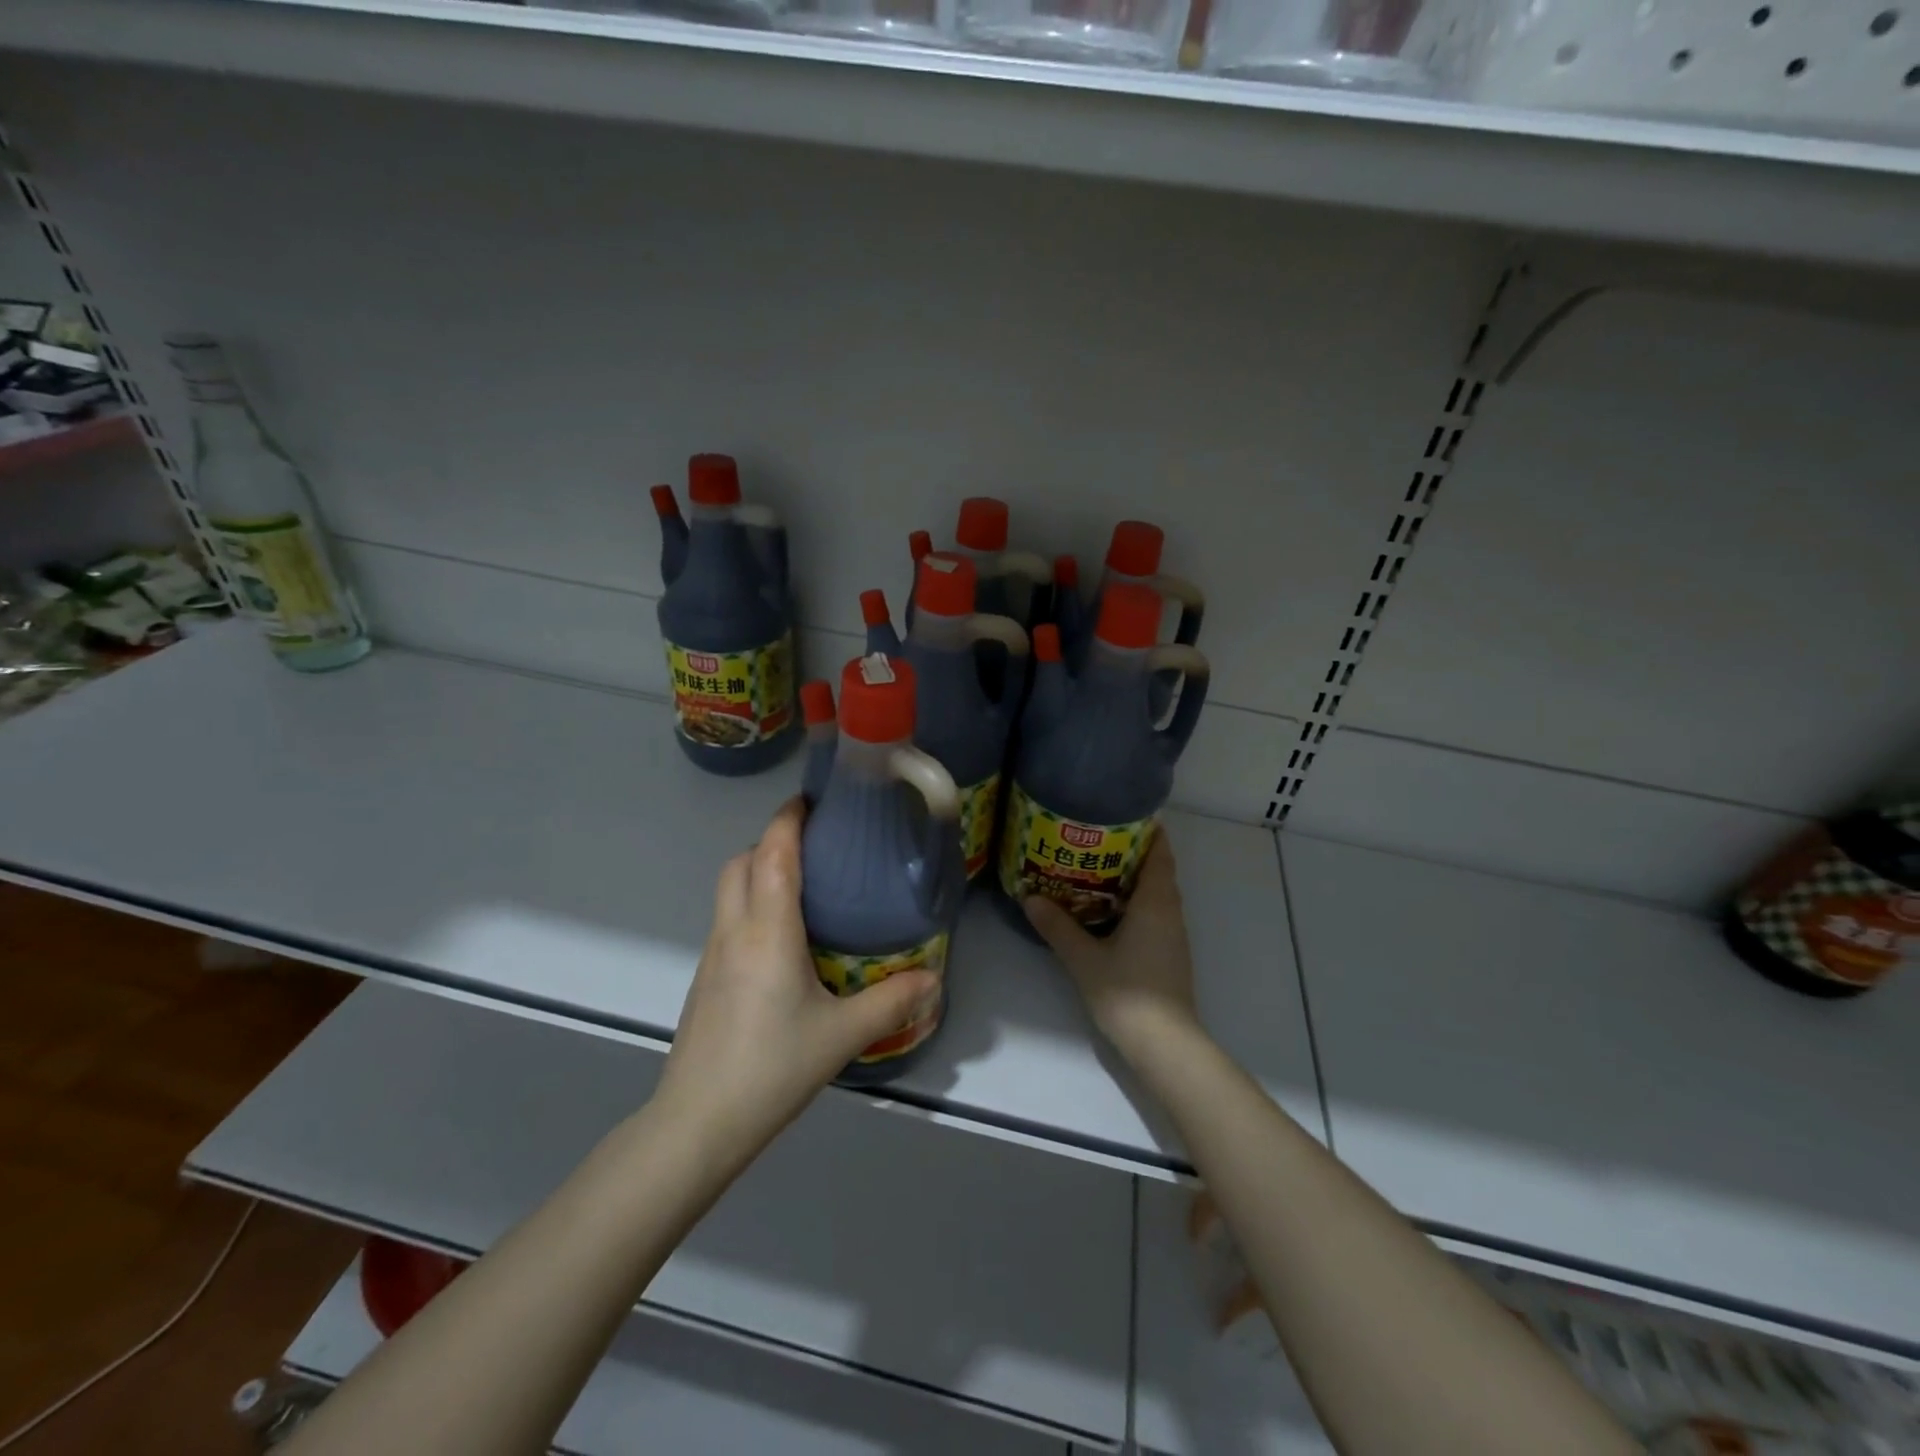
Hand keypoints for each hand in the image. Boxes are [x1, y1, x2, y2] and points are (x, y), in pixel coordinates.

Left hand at [656, 798, 937, 1160]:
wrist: (697, 1124)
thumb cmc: (771, 1069)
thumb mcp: (842, 1036)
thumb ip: (891, 1002)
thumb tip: (934, 979)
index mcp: (767, 932)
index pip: (772, 853)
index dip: (788, 819)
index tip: (812, 800)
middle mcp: (734, 931)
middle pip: (741, 862)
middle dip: (772, 841)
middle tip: (816, 848)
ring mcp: (712, 955)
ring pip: (729, 890)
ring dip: (758, 871)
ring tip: (804, 887)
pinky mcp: (705, 979)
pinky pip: (727, 920)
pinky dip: (751, 905)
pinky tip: (783, 941)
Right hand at [1024, 832, 1200, 1067]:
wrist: (1164, 1045)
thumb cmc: (1127, 993)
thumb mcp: (1084, 957)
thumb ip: (1058, 926)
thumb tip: (1030, 897)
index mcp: (1156, 902)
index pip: (1160, 852)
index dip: (1146, 829)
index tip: (1119, 813)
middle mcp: (1170, 912)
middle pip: (1155, 869)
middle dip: (1129, 851)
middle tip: (1091, 837)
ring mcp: (1172, 935)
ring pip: (1153, 893)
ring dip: (1129, 878)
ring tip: (1091, 867)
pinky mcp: (1167, 954)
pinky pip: (1151, 913)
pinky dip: (1131, 901)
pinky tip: (1103, 908)